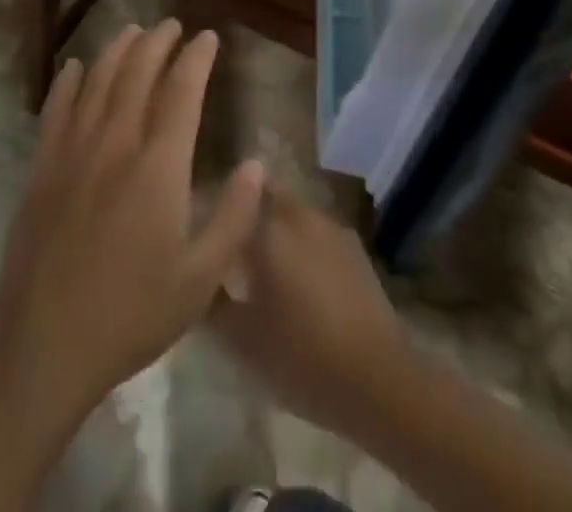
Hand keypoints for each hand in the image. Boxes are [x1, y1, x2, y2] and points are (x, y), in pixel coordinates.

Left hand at [0, 20, 265, 425]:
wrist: (43, 346)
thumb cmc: (132, 313)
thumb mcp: (201, 279)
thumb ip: (234, 217)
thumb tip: (256, 164)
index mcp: (159, 165)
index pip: (182, 91)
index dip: (196, 58)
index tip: (207, 37)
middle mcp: (117, 143)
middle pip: (138, 73)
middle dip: (158, 42)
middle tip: (172, 25)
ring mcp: (74, 152)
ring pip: (99, 81)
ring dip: (118, 49)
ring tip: (133, 30)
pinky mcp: (43, 168)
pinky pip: (57, 109)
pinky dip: (69, 81)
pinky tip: (77, 67)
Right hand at [210, 187, 413, 438]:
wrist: (377, 377)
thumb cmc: (301, 356)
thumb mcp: (242, 339)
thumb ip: (211, 301)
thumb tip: (194, 276)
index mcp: (267, 229)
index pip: (232, 197)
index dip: (214, 205)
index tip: (200, 223)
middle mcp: (298, 214)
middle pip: (265, 194)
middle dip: (246, 208)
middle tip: (229, 239)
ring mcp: (330, 225)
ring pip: (291, 211)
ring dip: (274, 224)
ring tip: (260, 259)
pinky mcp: (353, 245)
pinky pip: (314, 230)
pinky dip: (299, 241)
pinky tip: (296, 275)